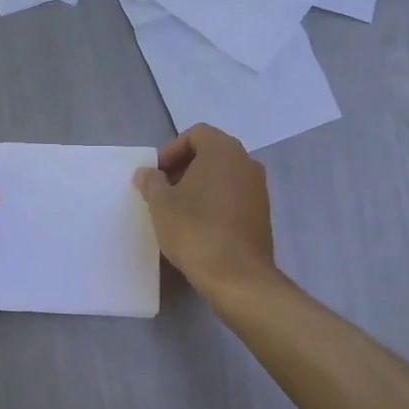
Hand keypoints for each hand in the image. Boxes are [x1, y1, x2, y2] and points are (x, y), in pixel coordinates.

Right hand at [133, 124, 276, 291]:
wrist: (236, 275)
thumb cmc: (194, 230)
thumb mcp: (161, 204)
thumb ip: (151, 182)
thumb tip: (147, 173)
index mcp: (223, 151)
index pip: (196, 134)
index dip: (171, 150)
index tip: (157, 175)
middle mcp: (246, 162)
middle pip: (211, 153)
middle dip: (184, 168)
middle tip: (163, 192)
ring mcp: (258, 189)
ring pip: (223, 176)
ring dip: (199, 186)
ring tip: (178, 211)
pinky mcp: (262, 213)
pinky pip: (233, 196)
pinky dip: (215, 202)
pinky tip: (199, 226)